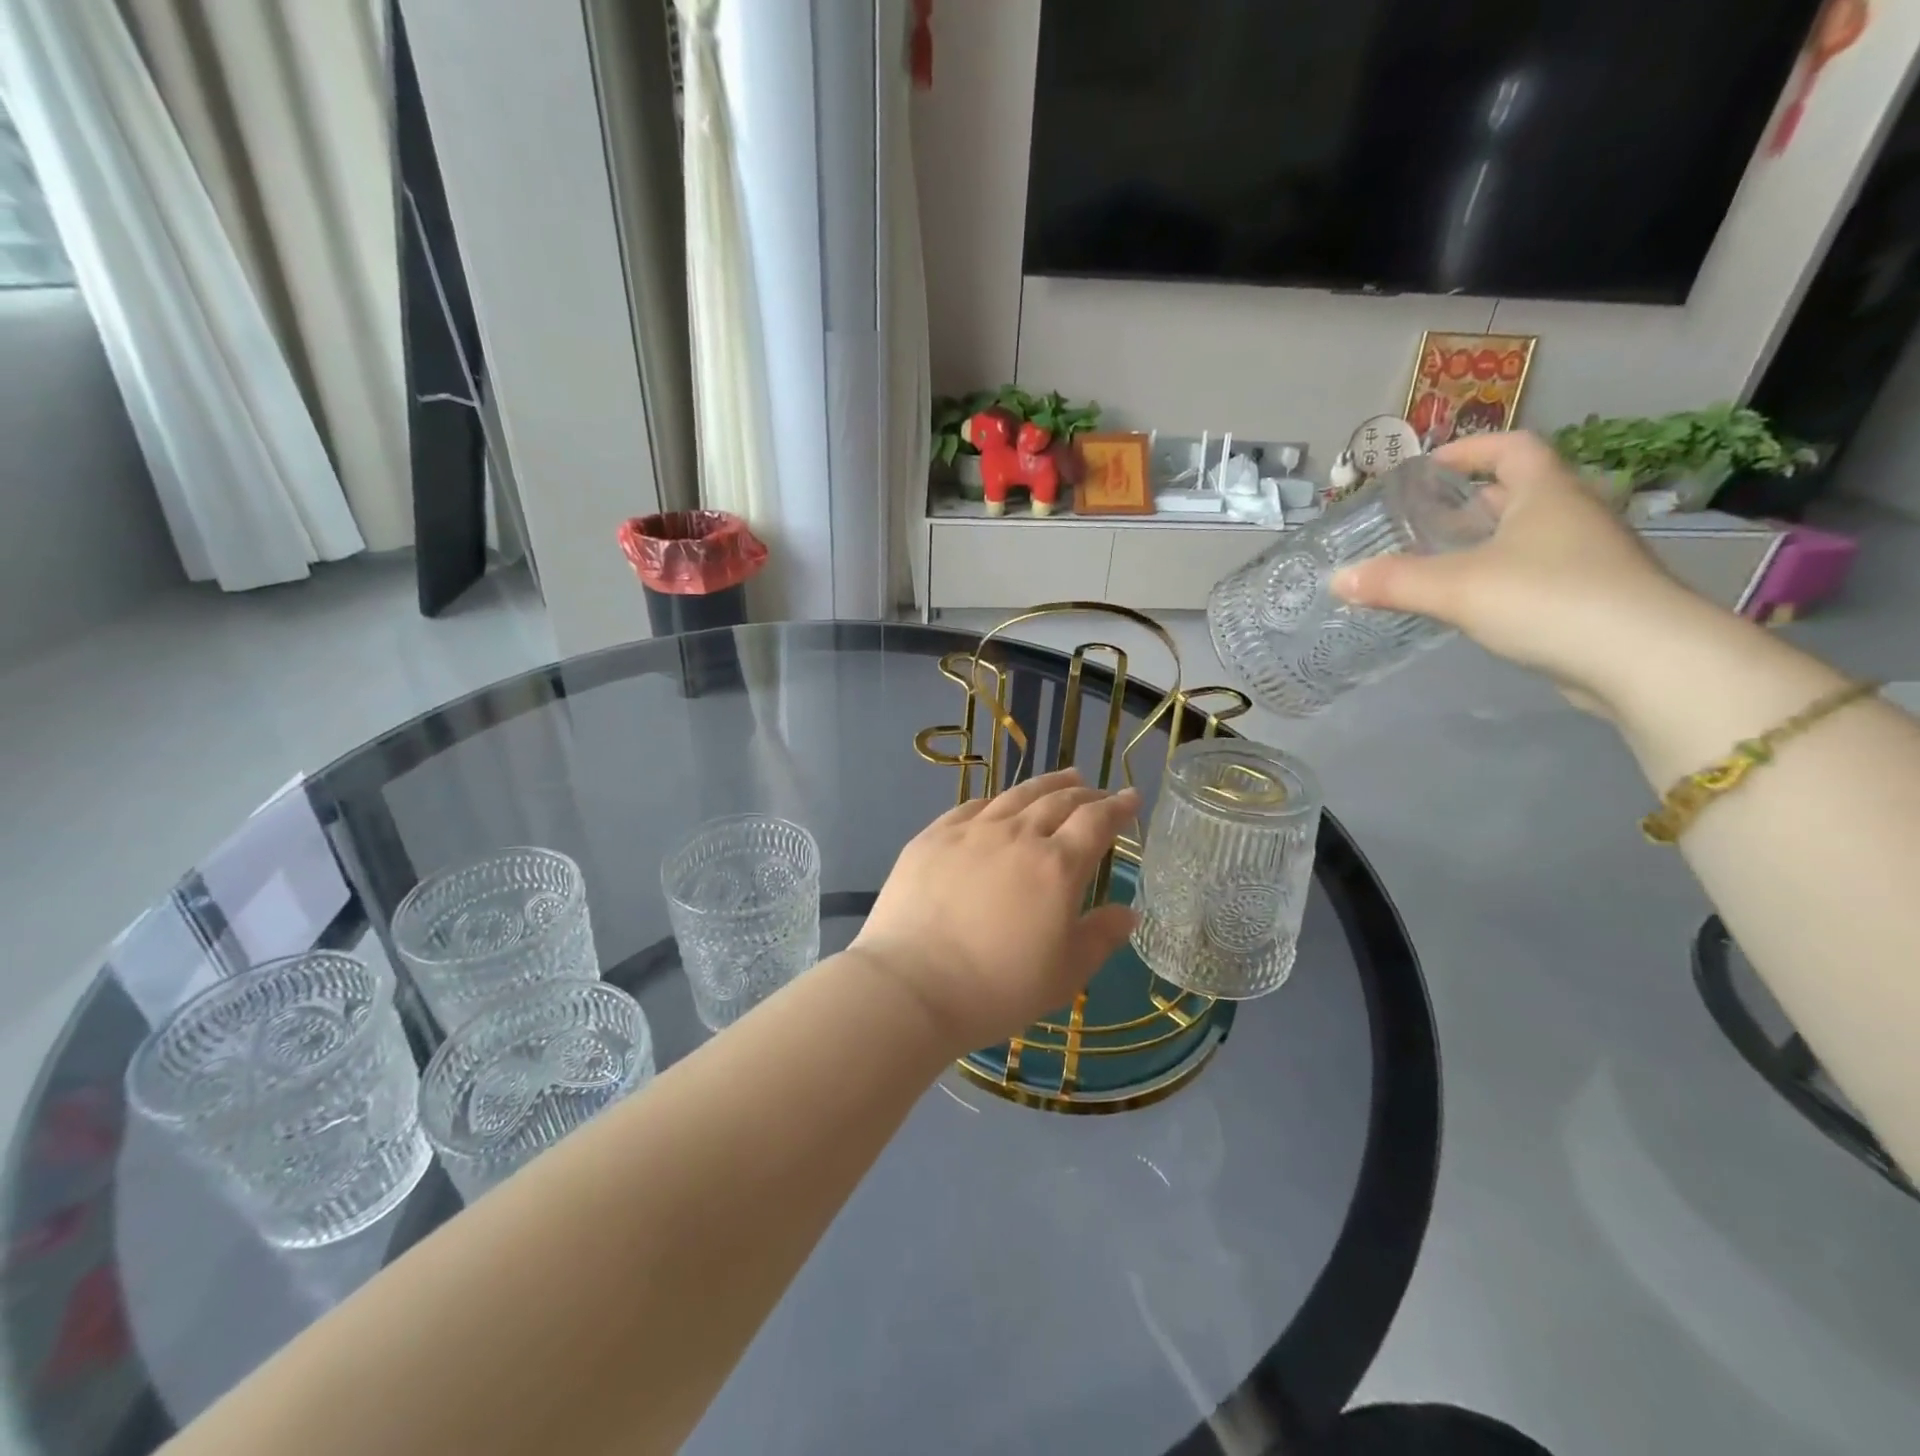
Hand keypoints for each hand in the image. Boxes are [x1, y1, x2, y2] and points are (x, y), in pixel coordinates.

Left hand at [851, 769, 1141, 1051]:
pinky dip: (997, 801)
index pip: (1096, 822)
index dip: (1118, 807)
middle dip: (1085, 792)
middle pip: (1058, 801)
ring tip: (1062, 778)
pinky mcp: (933, 837)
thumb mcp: (1064, 974)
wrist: (912, 985)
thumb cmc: (997, 988)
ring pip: (1016, 795)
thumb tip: (1128, 912)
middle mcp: (1017, 836)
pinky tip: (999, 804)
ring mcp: (971, 832)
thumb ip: (1101, 937)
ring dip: (1046, 785)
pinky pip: (973, 807)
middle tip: (1097, 790)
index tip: (1131, 797)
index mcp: (1057, 866)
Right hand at [1330, 431, 1708, 714]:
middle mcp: (1574, 515)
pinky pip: (1538, 572)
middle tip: (1424, 522)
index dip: (1471, 449)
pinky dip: (1503, 577)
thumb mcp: (1456, 588)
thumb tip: (1337, 578)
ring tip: (1438, 564)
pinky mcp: (1594, 597)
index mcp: (1547, 493)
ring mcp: (1590, 557)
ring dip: (1487, 542)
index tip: (1430, 466)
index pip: (1512, 447)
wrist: (1644, 659)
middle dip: (1471, 502)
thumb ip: (1394, 582)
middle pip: (1520, 491)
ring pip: (1530, 535)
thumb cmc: (1548, 599)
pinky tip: (1474, 605)